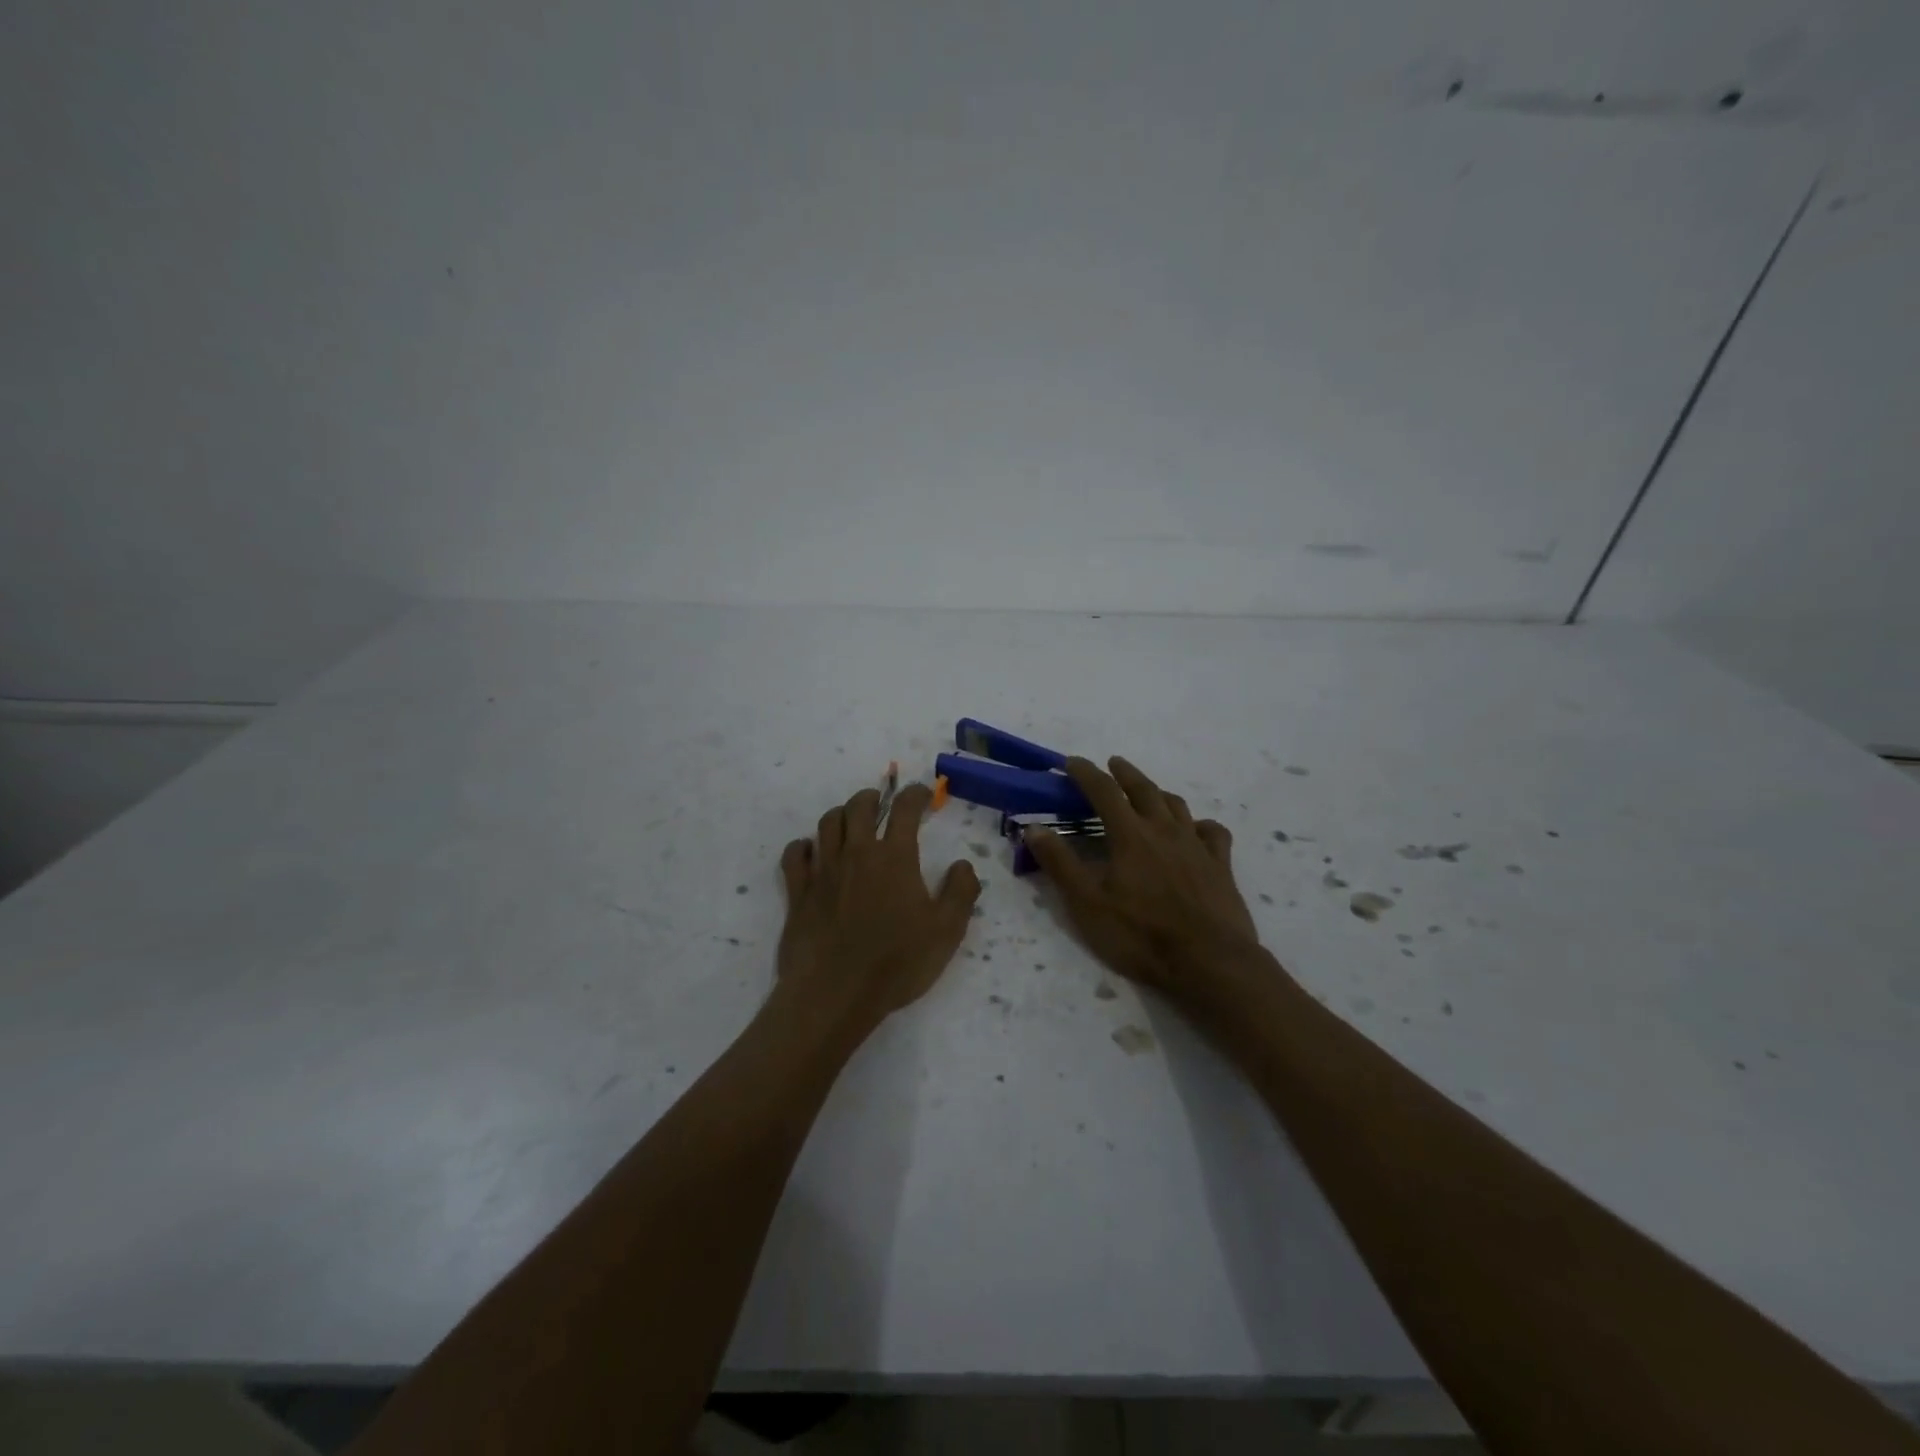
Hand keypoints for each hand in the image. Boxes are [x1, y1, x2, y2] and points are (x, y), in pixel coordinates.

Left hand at [776, 782, 981, 1036]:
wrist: (834, 994)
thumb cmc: (896, 963)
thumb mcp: (946, 932)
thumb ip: (961, 893)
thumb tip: (963, 864)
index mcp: (894, 857)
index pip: (904, 809)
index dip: (915, 794)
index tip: (923, 794)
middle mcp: (856, 854)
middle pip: (859, 807)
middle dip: (873, 798)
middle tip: (881, 804)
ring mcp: (823, 871)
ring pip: (827, 823)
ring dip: (841, 815)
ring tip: (850, 822)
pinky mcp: (798, 892)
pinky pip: (795, 855)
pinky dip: (803, 846)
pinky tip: (811, 851)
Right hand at [1025, 756, 1265, 1014]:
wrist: (1209, 962)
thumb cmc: (1141, 935)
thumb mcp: (1087, 904)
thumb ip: (1060, 863)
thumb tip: (1034, 827)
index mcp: (1130, 836)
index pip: (1104, 792)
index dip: (1086, 773)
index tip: (1072, 763)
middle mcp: (1164, 830)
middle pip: (1143, 790)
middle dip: (1125, 773)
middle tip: (1112, 764)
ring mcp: (1196, 846)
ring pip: (1177, 806)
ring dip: (1158, 793)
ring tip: (1149, 792)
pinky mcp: (1221, 866)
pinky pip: (1213, 832)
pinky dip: (1201, 824)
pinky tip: (1197, 829)